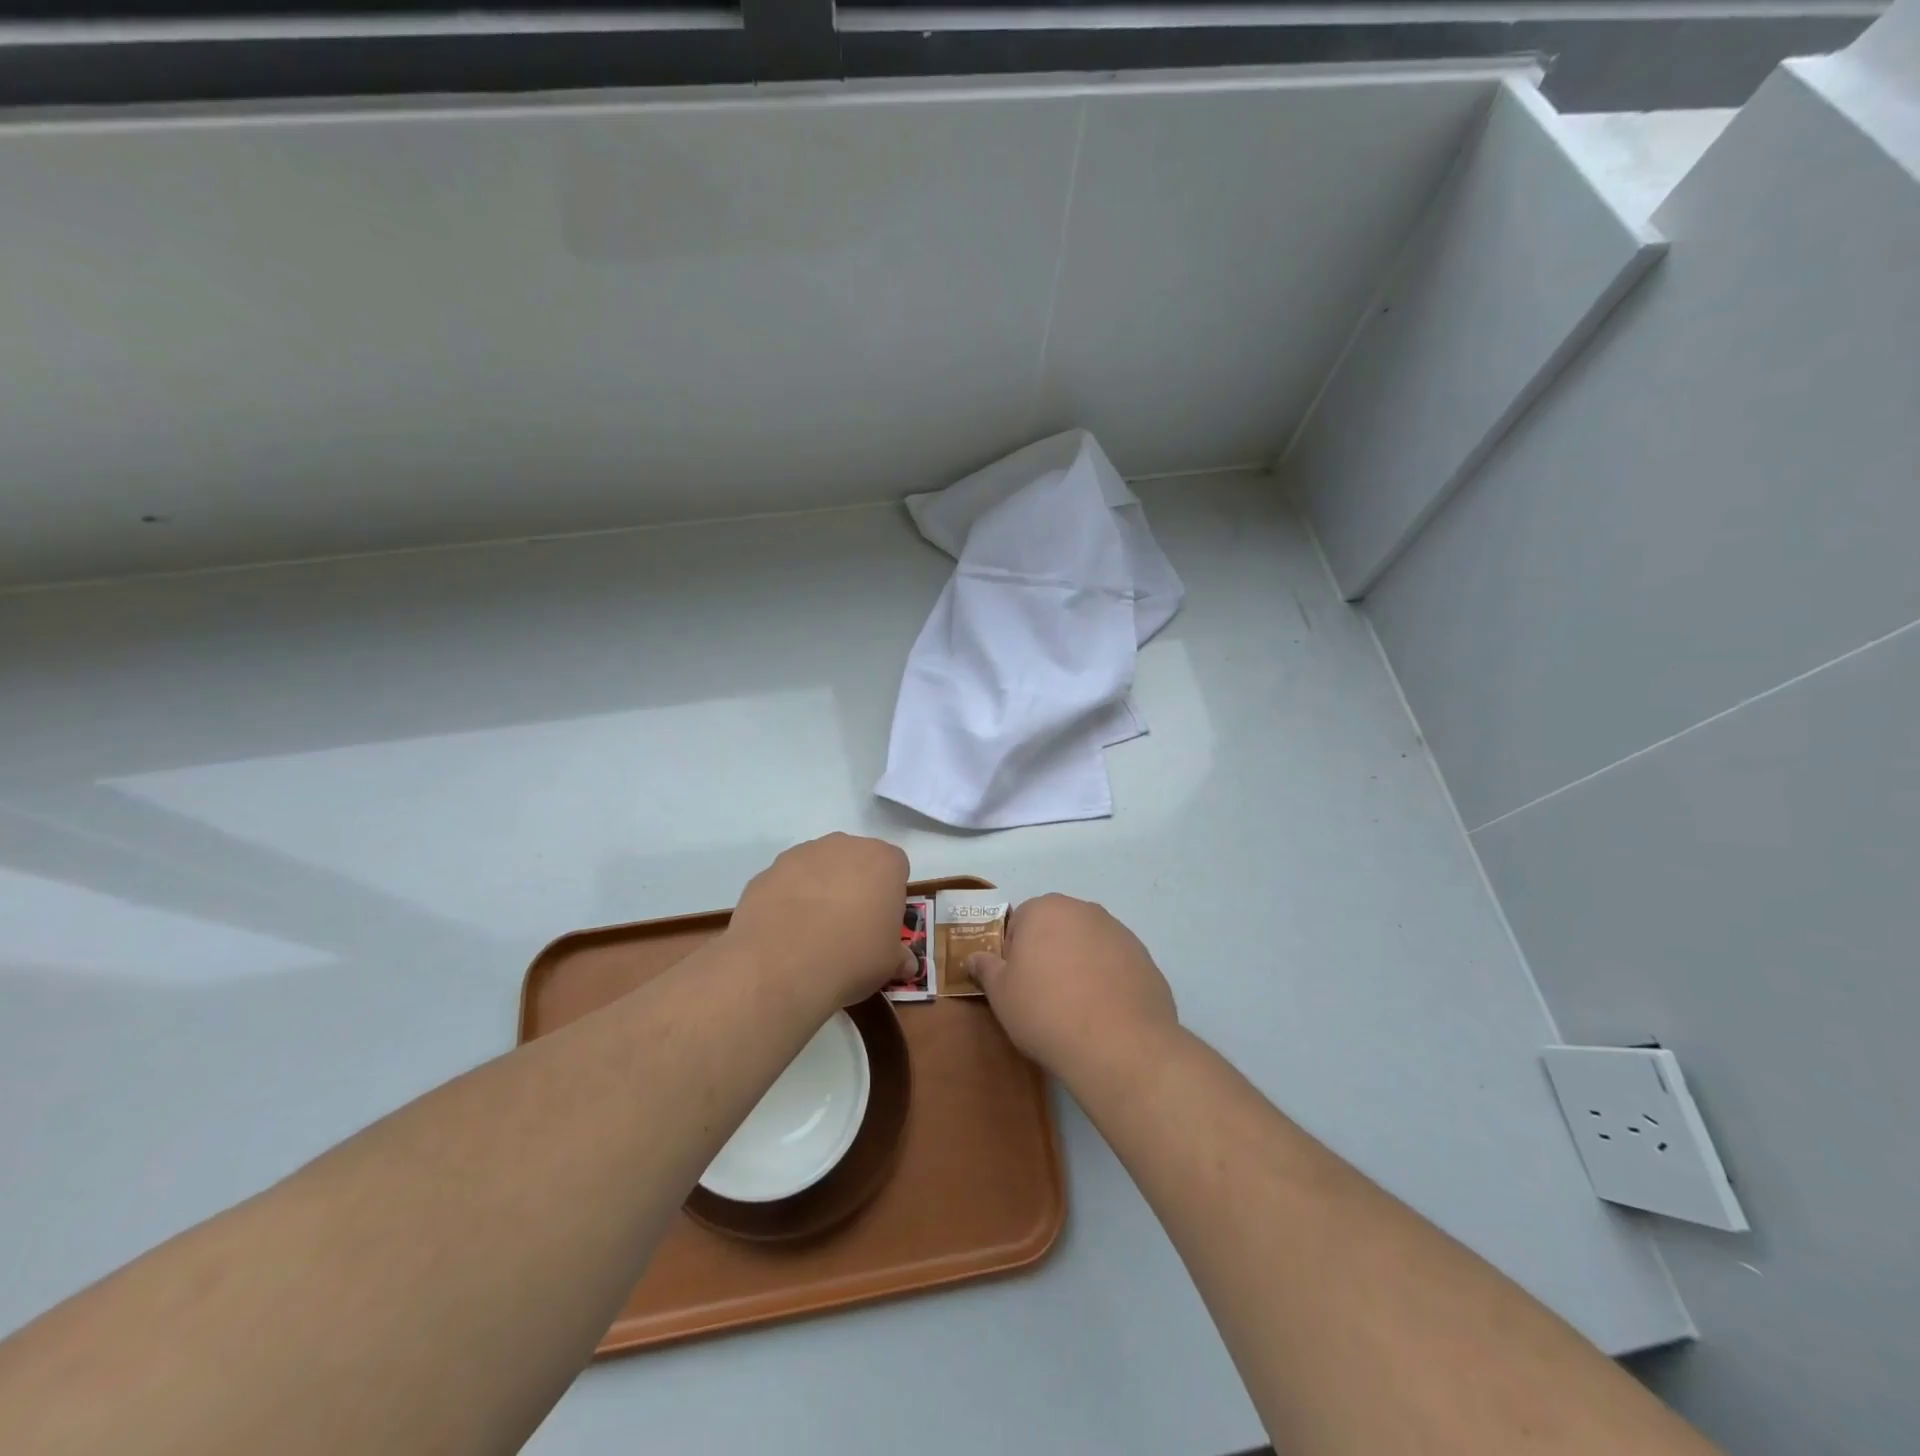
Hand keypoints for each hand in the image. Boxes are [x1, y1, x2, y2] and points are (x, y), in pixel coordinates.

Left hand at [728, 833, 915, 1006]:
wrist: (782, 965)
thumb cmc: (853, 957)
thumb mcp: (889, 964)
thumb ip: (899, 956)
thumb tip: (906, 964)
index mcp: (884, 860)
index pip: (896, 868)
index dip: (890, 895)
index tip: (882, 923)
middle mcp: (844, 845)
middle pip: (856, 861)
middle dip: (855, 886)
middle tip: (849, 926)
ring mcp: (801, 854)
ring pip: (819, 868)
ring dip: (820, 890)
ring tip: (813, 932)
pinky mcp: (768, 871)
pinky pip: (787, 883)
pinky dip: (788, 900)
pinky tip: (786, 932)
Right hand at [967, 894, 1178, 1083]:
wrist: (1119, 1045)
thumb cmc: (1046, 1011)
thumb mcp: (1001, 994)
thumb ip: (985, 968)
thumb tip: (973, 957)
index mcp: (1045, 909)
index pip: (1019, 922)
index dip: (1014, 954)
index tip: (1017, 984)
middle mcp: (1084, 910)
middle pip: (1056, 928)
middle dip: (1048, 954)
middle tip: (1043, 996)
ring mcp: (1119, 932)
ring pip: (1087, 945)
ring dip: (1079, 965)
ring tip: (1076, 1009)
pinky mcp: (1144, 958)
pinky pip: (1115, 965)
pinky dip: (1107, 981)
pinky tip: (1104, 1014)